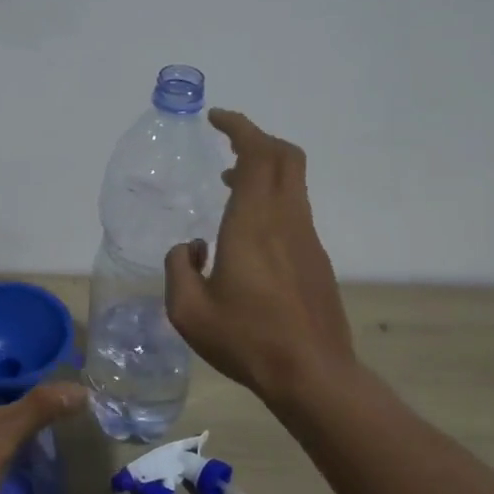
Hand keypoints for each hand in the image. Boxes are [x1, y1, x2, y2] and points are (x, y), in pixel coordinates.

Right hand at [163, 109, 357, 402]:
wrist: (313, 374)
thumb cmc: (247, 339)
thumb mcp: (188, 310)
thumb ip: (177, 268)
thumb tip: (190, 248)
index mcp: (254, 222)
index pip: (258, 153)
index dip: (240, 127)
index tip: (217, 119)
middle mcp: (286, 219)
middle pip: (285, 157)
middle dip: (256, 140)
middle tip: (227, 144)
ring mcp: (306, 238)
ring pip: (292, 183)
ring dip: (263, 171)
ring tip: (229, 186)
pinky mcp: (316, 259)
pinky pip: (294, 209)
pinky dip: (271, 199)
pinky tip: (247, 233)